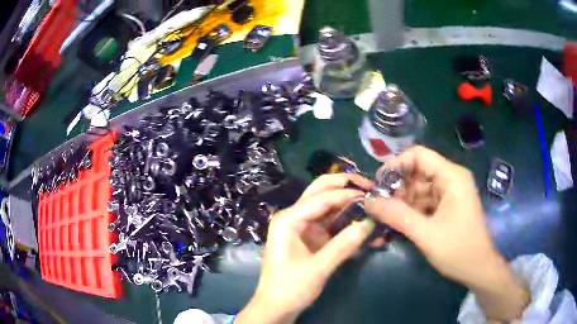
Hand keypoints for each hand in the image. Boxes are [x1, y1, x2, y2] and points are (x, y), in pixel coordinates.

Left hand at [236, 174, 375, 323]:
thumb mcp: (317, 269)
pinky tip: (364, 226)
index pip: (321, 198)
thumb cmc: (290, 288)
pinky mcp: (311, 238)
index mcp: (288, 219)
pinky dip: (347, 222)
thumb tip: (369, 223)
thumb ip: (343, 246)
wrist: (276, 307)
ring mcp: (303, 226)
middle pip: (320, 191)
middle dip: (344, 186)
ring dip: (348, 203)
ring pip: (328, 205)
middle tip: (369, 187)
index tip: (372, 195)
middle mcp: (294, 217)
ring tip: (371, 202)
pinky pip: (331, 223)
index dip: (347, 194)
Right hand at [365, 146, 529, 321]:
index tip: (378, 183)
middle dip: (397, 186)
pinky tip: (399, 222)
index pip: (419, 155)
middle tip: (378, 205)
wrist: (478, 269)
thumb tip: (368, 201)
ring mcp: (450, 193)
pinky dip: (411, 209)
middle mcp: (451, 179)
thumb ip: (398, 216)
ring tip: (385, 216)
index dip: (396, 164)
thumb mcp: (426, 235)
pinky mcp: (447, 206)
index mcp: (452, 177)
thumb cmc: (458, 251)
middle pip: (418, 171)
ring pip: (419, 187)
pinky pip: (424, 201)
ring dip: (402, 200)